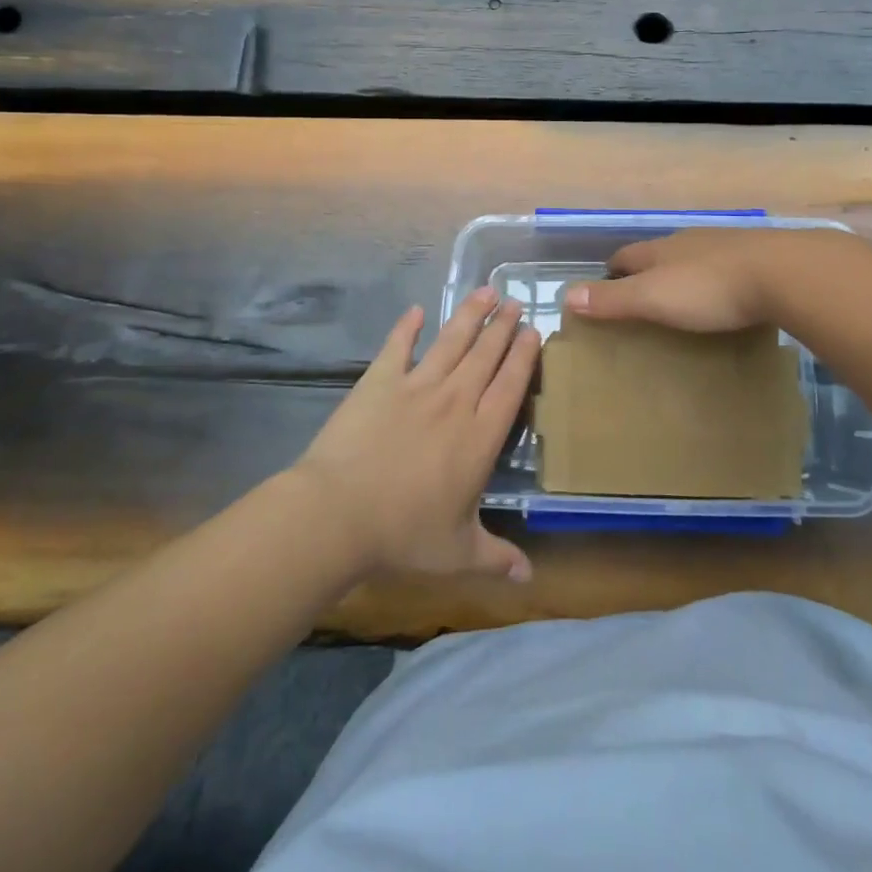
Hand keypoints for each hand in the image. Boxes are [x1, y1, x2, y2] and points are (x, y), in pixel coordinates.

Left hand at [292, 288, 538, 582]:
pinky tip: (415, 311)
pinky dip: (406, 327)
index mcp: (479, 436)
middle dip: (504, 326)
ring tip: (486, 291)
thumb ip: (496, 558)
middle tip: (517, 301)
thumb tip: (530, 580)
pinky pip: (397, 347)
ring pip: (451, 341)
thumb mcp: (458, 553)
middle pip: (486, 354)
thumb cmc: (403, 534)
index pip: (510, 385)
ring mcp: (416, 386)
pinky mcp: (379, 381)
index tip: (534, 332)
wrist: (338, 512)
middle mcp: (455, 401)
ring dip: (470, 315)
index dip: (524, 356)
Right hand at [564, 227, 842, 331]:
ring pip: (694, 257)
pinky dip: (717, 278)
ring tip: (683, 298)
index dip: (611, 272)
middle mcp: (689, 241)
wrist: (784, 272)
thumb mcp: (654, 298)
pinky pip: (727, 265)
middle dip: (646, 271)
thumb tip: (565, 296)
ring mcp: (726, 245)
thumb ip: (613, 299)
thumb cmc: (710, 289)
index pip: (625, 256)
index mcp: (661, 250)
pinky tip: (726, 294)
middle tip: (642, 297)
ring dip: (683, 273)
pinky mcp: (758, 256)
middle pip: (658, 254)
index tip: (604, 287)